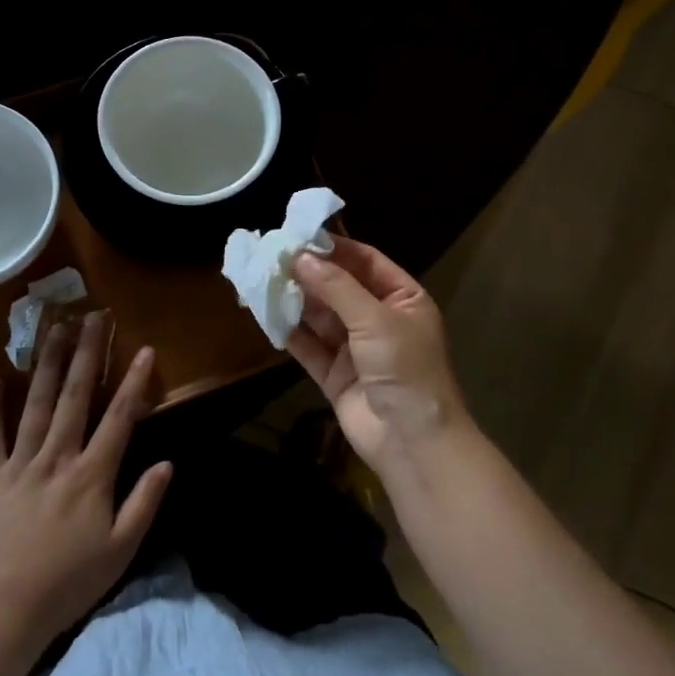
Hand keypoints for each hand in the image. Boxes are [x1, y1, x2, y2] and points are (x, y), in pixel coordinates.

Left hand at [0, 312, 172, 654]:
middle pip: (74, 396)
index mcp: (91, 475)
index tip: (144, 350)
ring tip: (54, 328)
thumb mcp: (121, 550)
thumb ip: (144, 503)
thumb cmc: (69, 582)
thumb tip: (167, 463)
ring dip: (46, 363)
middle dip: (87, 352)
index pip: (118, 418)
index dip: (133, 382)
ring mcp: (20, 464)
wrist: (2, 610)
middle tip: (94, 316)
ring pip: (35, 404)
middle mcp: (56, 457)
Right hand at [287, 240, 471, 469]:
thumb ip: (337, 286)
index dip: (334, 247)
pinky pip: (309, 347)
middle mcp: (379, 319)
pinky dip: (289, 333)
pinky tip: (265, 315)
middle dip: (308, 273)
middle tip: (271, 254)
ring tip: (261, 279)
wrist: (413, 442)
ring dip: (295, 300)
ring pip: (320, 317)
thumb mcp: (375, 319)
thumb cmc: (405, 368)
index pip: (365, 261)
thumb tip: (300, 256)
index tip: (298, 234)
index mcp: (403, 299)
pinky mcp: (335, 375)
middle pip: (339, 287)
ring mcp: (356, 349)